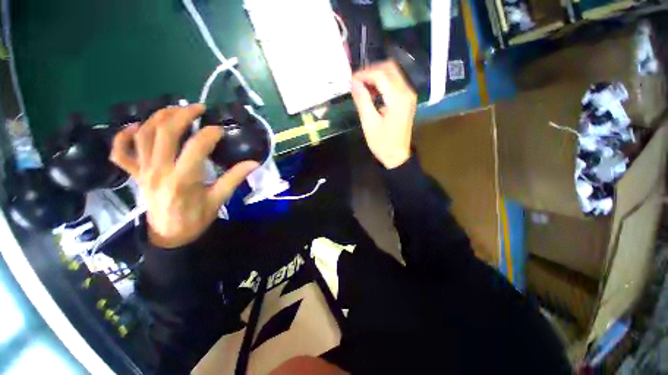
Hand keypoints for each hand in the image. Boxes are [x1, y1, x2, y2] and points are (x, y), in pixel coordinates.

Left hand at [110, 104, 258, 247]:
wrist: (170, 236)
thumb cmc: (196, 218)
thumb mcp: (219, 199)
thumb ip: (235, 178)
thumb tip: (254, 163)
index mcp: (183, 179)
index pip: (196, 147)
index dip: (210, 134)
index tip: (221, 130)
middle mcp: (159, 171)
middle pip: (165, 133)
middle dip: (182, 115)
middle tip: (198, 108)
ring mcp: (143, 172)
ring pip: (143, 135)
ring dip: (158, 117)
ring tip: (175, 109)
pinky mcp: (135, 175)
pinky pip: (120, 153)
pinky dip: (123, 137)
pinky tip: (136, 127)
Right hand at [351, 61, 416, 168]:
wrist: (397, 155)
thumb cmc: (382, 143)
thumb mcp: (369, 123)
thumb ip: (362, 100)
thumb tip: (354, 82)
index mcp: (397, 98)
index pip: (380, 75)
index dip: (364, 74)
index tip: (351, 81)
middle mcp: (407, 92)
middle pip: (389, 68)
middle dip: (371, 71)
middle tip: (357, 83)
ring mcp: (409, 95)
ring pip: (393, 73)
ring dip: (377, 76)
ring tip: (363, 88)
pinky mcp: (407, 100)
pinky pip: (395, 83)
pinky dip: (382, 83)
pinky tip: (373, 93)